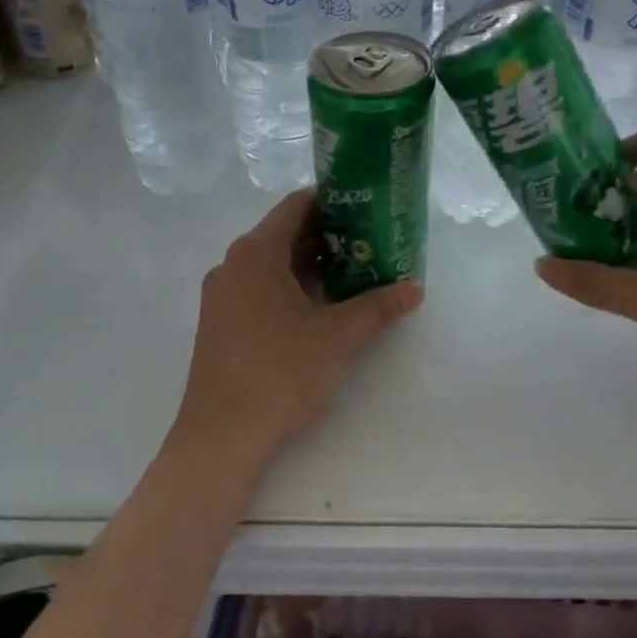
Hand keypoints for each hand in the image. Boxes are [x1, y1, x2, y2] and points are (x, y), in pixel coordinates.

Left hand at [172, 190, 421, 475]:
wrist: (221, 436)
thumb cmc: (280, 372)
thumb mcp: (337, 336)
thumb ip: (377, 307)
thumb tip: (415, 288)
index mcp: (256, 253)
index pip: (297, 206)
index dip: (333, 201)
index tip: (368, 207)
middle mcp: (233, 265)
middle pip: (285, 234)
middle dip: (329, 236)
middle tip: (372, 242)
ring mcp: (223, 296)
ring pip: (273, 265)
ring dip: (312, 265)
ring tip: (356, 272)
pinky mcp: (221, 323)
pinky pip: (260, 288)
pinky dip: (292, 288)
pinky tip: (323, 306)